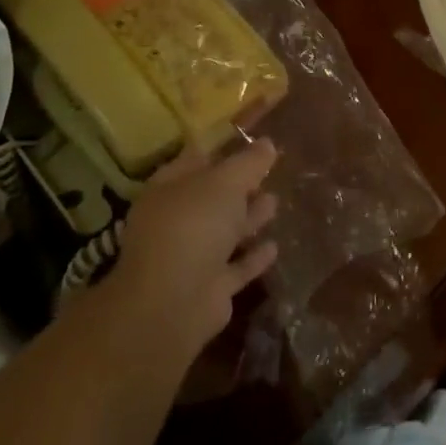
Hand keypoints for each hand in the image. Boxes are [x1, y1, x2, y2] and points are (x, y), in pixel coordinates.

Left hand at [105, 138, 280, 362]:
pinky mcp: (210, 289)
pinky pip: (236, 267)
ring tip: (275, 201)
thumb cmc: (194, 226)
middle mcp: (177, 220)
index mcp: (169, 188)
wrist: (173, 305)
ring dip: (249, 218)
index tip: (251, 139)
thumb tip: (268, 143)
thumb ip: (249, 162)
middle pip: (212, 197)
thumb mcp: (226, 182)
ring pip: (225, 231)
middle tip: (269, 171)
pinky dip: (253, 257)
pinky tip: (275, 246)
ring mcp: (191, 256)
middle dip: (239, 186)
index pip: (196, 159)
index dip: (222, 148)